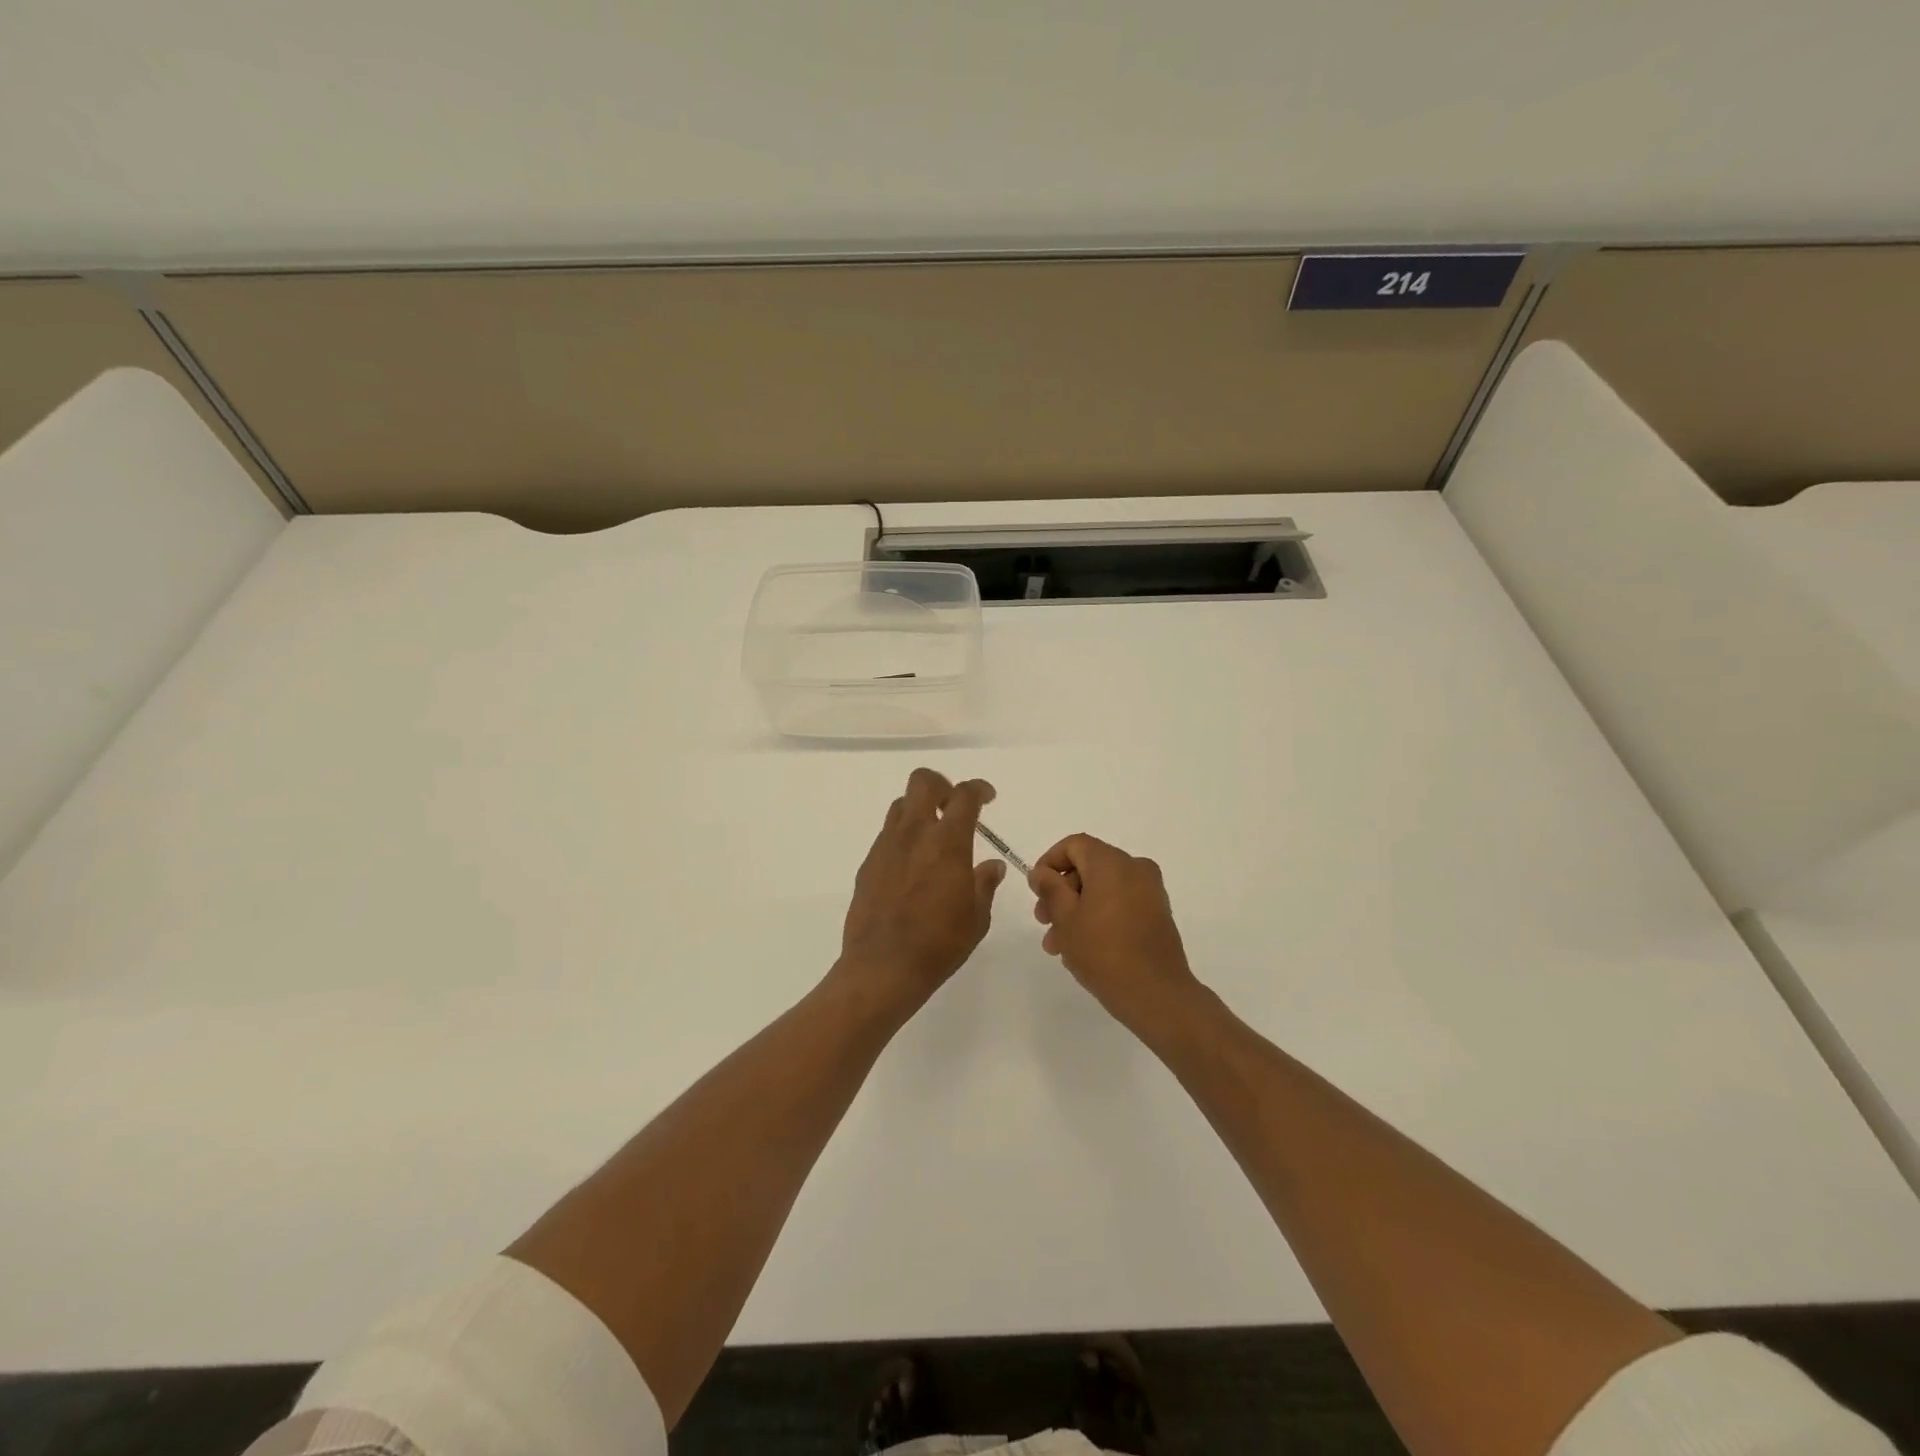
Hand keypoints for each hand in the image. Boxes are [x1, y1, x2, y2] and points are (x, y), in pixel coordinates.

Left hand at [838, 768, 1005, 1011]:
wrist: (882, 967)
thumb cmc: (939, 944)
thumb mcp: (976, 918)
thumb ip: (984, 885)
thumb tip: (992, 866)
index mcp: (948, 843)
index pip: (965, 796)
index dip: (978, 788)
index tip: (987, 796)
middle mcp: (914, 834)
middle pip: (923, 782)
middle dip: (942, 785)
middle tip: (954, 806)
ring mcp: (886, 846)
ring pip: (901, 805)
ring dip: (920, 809)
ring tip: (933, 835)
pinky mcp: (868, 863)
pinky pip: (887, 834)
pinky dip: (904, 836)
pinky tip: (912, 866)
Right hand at [1030, 834, 1200, 1033]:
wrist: (1156, 994)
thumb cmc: (1103, 951)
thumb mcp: (1065, 918)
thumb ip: (1050, 888)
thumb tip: (1042, 872)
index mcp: (1112, 862)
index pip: (1074, 845)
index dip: (1049, 863)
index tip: (1036, 891)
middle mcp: (1135, 868)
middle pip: (1088, 867)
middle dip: (1061, 893)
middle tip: (1043, 922)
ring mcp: (1150, 891)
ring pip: (1102, 888)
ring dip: (1076, 909)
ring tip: (1058, 945)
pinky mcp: (1158, 913)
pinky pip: (1120, 902)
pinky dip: (1099, 915)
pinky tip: (1083, 947)